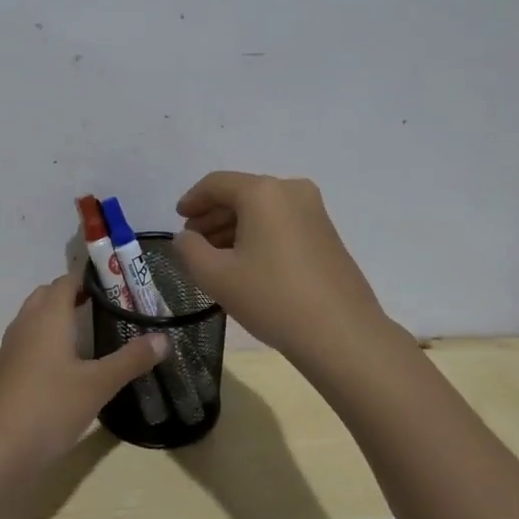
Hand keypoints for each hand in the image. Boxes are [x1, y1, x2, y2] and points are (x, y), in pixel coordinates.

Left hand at [0, 270, 169, 473]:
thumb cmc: (48, 407)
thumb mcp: (97, 385)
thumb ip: (130, 360)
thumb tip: (164, 338)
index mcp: (48, 315)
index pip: (68, 280)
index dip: (92, 277)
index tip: (120, 282)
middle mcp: (27, 323)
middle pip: (50, 295)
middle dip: (76, 295)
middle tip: (110, 306)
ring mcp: (13, 348)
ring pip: (37, 319)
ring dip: (61, 318)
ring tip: (93, 331)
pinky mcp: (7, 372)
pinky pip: (31, 342)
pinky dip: (50, 341)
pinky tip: (70, 365)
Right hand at [173, 172, 390, 366]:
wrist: (341, 333)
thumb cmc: (272, 297)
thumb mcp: (216, 275)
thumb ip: (189, 250)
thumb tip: (186, 238)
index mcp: (263, 192)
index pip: (216, 184)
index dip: (192, 200)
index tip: (178, 219)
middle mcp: (291, 190)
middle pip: (241, 194)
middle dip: (213, 215)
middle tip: (193, 241)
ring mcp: (314, 211)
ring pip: (263, 209)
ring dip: (235, 227)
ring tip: (216, 256)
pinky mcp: (327, 234)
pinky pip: (282, 223)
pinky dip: (259, 234)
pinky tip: (247, 262)